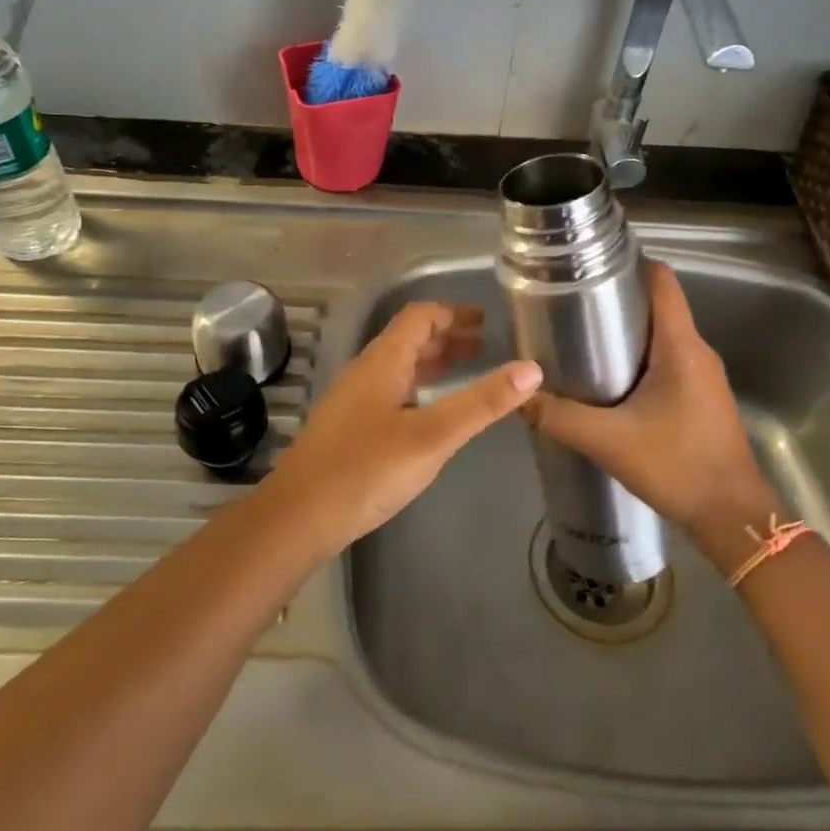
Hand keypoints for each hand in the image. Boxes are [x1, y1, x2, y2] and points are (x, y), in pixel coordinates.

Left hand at [261, 303, 541, 556]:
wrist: (298, 517)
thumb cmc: (367, 470)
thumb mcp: (433, 436)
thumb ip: (482, 403)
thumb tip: (531, 369)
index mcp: (383, 361)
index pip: (420, 316)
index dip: (453, 313)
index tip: (487, 322)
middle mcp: (365, 371)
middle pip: (409, 338)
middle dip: (447, 337)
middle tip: (486, 347)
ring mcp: (353, 399)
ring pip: (398, 366)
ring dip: (432, 362)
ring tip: (466, 371)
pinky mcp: (348, 426)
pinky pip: (389, 390)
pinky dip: (418, 387)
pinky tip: (430, 412)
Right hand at [521, 261, 781, 569]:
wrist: (733, 518)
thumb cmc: (677, 466)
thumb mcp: (609, 441)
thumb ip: (559, 418)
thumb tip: (518, 397)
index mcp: (680, 346)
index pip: (662, 281)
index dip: (629, 264)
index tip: (590, 266)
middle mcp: (696, 351)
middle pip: (658, 306)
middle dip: (616, 300)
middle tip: (570, 305)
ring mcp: (703, 376)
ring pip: (661, 336)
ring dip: (626, 333)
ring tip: (581, 340)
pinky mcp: (701, 398)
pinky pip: (667, 361)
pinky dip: (638, 359)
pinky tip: (609, 382)